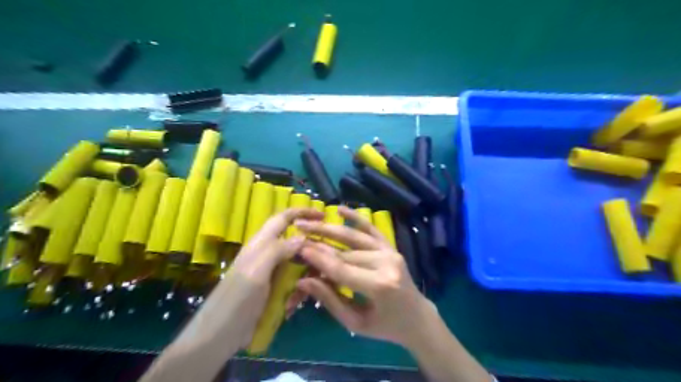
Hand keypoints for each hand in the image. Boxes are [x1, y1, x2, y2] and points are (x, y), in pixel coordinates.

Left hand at [175, 208, 323, 349]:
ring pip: (296, 265)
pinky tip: (291, 306)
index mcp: (262, 243)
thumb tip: (303, 237)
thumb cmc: (237, 299)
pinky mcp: (271, 290)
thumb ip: (279, 250)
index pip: (284, 218)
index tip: (323, 215)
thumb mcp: (257, 271)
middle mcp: (267, 254)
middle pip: (295, 242)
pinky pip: (292, 283)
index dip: (302, 212)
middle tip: (325, 262)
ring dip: (304, 276)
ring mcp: (270, 273)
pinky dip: (296, 292)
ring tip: (302, 294)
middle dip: (310, 251)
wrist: (217, 335)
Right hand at [294, 208, 432, 347]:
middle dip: (319, 246)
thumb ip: (330, 300)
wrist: (416, 317)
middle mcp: (387, 263)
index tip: (298, 248)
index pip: (342, 270)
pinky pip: (372, 230)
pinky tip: (340, 209)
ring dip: (330, 229)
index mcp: (380, 286)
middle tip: (297, 237)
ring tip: (308, 223)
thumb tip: (304, 280)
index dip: (319, 259)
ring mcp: (391, 252)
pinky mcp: (391, 247)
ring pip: (355, 238)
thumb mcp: (356, 323)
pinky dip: (356, 218)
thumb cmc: (385, 326)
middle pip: (345, 253)